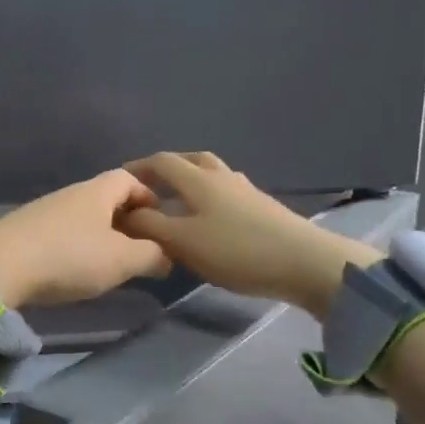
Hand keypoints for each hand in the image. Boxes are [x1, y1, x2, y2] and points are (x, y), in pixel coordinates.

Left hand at [0, 170, 172, 307]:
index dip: (149, 197)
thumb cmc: (69, 257)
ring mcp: (42, 211)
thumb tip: (167, 256)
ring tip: (109, 265)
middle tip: (140, 250)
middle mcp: (69, 193)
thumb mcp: (122, 260)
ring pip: (82, 218)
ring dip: (99, 236)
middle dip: (126, 221)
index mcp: (97, 190)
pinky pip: (60, 234)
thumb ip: (152, 256)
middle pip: (106, 199)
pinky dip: (74, 247)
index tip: (161, 223)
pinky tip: (73, 271)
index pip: (130, 179)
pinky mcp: (23, 232)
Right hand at [119, 152, 380, 318]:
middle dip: (166, 169)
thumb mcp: (184, 242)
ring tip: (176, 203)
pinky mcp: (262, 208)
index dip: (138, 168)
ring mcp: (246, 191)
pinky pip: (226, 193)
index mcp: (199, 180)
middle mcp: (222, 177)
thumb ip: (150, 226)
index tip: (120, 181)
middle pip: (191, 160)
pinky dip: (208, 198)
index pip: (162, 162)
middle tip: (149, 187)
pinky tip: (208, 220)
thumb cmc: (237, 250)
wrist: (304, 262)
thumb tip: (127, 214)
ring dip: (190, 182)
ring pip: (212, 175)